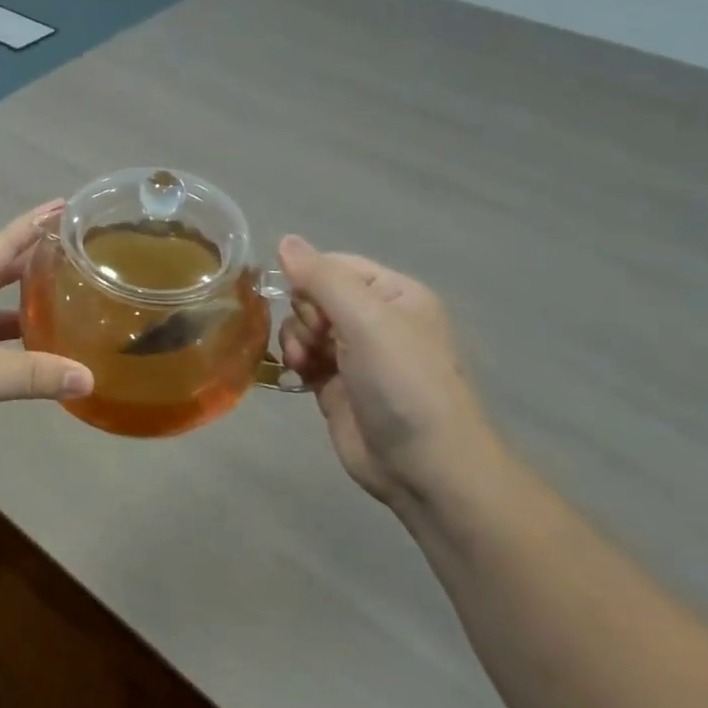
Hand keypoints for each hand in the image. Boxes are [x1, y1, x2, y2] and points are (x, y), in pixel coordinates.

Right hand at [276, 235, 496, 504]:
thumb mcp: (366, 320)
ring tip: (304, 364)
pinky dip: (294, 361)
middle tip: (317, 340)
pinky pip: (301, 356)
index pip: (333, 265)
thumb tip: (284, 240)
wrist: (424, 466)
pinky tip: (298, 375)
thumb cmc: (402, 382)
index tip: (308, 304)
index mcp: (392, 293)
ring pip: (302, 325)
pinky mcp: (334, 384)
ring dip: (295, 340)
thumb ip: (322, 278)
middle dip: (304, 314)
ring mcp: (353, 353)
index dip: (310, 279)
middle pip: (313, 295)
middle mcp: (373, 319)